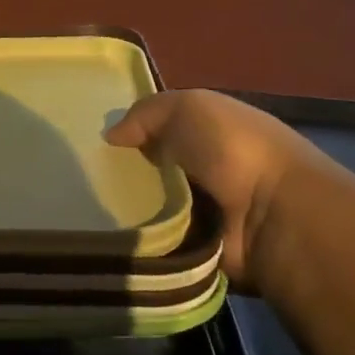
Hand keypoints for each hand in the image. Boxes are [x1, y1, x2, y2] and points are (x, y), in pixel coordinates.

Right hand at [105, 90, 320, 287]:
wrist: (272, 216)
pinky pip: (153, 240)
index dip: (131, 133)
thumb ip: (146, 113)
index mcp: (211, 133)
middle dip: (120, 173)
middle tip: (82, 178)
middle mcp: (206, 170)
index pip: (161, 130)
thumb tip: (112, 136)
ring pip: (146, 206)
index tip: (95, 143)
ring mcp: (202, 211)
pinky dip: (136, 238)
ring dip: (124, 208)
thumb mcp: (189, 107)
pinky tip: (108, 233)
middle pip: (150, 169)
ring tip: (87, 208)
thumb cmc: (233, 149)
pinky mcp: (194, 247)